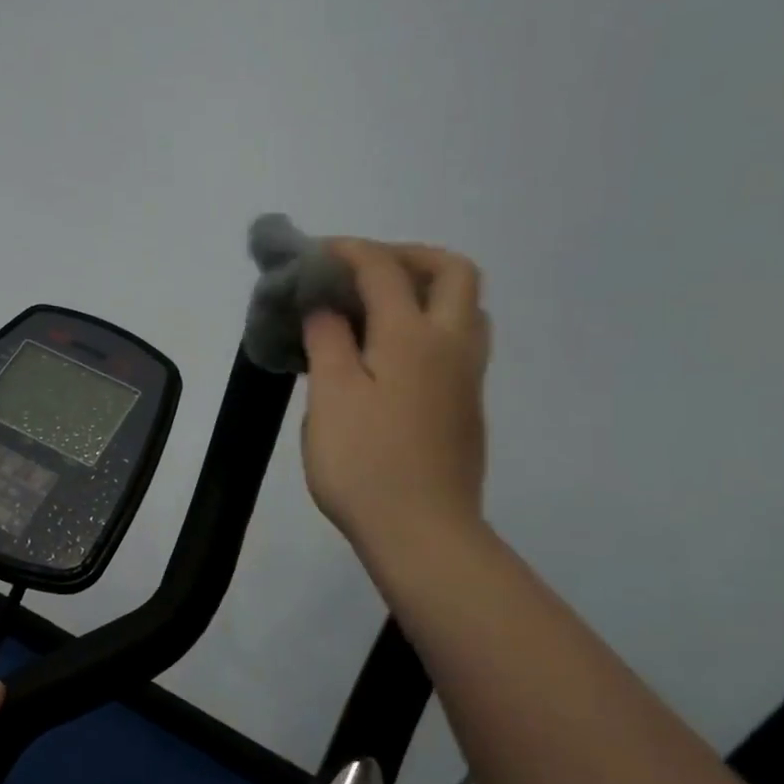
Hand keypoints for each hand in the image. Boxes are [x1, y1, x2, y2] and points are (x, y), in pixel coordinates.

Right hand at [301, 240, 491, 559]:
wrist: (422, 531)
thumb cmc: (365, 463)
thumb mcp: (331, 397)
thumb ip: (328, 341)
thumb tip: (326, 307)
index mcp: (412, 336)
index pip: (383, 269)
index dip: (348, 251)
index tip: (316, 253)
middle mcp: (451, 345)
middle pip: (452, 272)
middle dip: (409, 256)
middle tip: (365, 271)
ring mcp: (467, 377)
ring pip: (465, 308)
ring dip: (427, 289)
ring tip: (380, 308)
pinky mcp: (467, 406)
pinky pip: (458, 341)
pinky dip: (429, 324)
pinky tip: (391, 355)